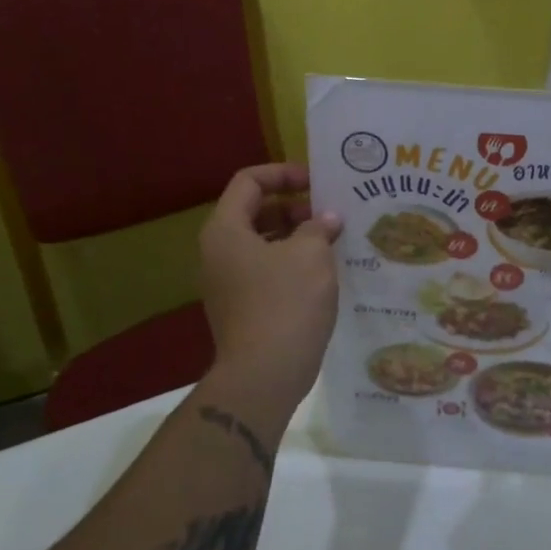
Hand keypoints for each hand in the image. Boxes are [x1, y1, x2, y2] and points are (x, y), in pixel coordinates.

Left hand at [199, 163, 343, 409]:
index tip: (317, 182)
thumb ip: (318, 226)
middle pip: (254, 211)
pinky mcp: (242, 307)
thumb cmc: (286, 302)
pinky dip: (292, 263)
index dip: (283, 173)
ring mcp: (227, 282)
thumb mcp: (310, 254)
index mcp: (226, 230)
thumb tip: (326, 219)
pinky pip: (266, 270)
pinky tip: (323, 272)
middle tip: (329, 214)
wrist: (264, 376)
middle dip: (294, 207)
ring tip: (332, 241)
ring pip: (262, 242)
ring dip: (296, 236)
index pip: (249, 181)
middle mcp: (218, 252)